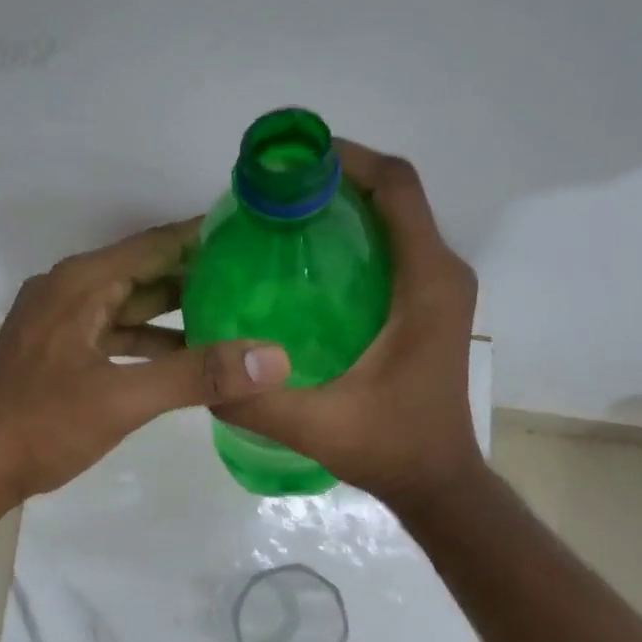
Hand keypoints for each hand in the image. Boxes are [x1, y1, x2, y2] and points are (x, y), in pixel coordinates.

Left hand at [0, 221, 292, 502]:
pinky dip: (148, 342)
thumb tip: (273, 359)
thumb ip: (196, 376)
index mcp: (81, 284)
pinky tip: (183, 358)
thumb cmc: (40, 425)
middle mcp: (69, 292)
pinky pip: (114, 335)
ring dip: (175, 312)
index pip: (155, 244)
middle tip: (257, 279)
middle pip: (144, 272)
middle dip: (197, 275)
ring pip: (129, 307)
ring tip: (232, 317)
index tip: (254, 232)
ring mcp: (60, 324)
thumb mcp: (122, 398)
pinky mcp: (58, 354)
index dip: (204, 236)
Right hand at [215, 140, 485, 512]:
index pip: (396, 188)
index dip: (347, 160)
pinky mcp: (429, 307)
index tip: (292, 161)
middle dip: (336, 180)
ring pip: (395, 221)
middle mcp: (442, 274)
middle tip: (273, 194)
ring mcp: (439, 290)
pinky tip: (307, 265)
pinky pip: (394, 250)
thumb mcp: (313, 425)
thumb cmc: (389, 446)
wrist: (437, 481)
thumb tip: (200, 362)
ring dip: (345, 208)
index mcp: (426, 284)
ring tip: (282, 219)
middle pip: (393, 196)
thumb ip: (253, 399)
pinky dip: (355, 239)